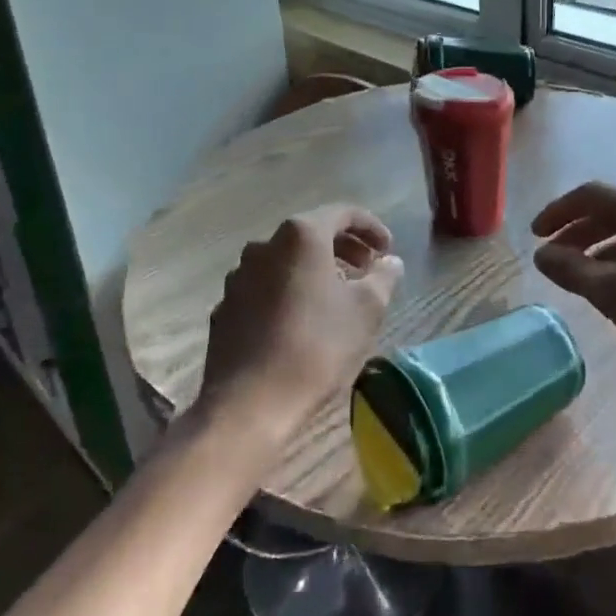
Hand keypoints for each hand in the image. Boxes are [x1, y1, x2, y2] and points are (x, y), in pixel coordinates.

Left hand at [199, 205, 404, 453]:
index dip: (370, 227)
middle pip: (311, 234)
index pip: (342, 213)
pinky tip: (301, 321)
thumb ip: (383, 277)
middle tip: (367, 270)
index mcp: (300, 236)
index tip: (388, 250)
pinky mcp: (225, 307)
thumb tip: (390, 262)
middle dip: (343, 248)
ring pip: (285, 261)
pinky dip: (288, 292)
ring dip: (314, 270)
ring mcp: (239, 276)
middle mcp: (264, 245)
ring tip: (337, 296)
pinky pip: (264, 287)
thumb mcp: (366, 311)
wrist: (250, 403)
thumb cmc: (317, 347)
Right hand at [531, 182, 615, 391]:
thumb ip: (571, 270)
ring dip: (596, 247)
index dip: (558, 211)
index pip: (591, 194)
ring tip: (577, 275)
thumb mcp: (612, 293)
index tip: (535, 235)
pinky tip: (613, 287)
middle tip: (551, 255)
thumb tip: (540, 255)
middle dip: (575, 231)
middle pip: (610, 210)